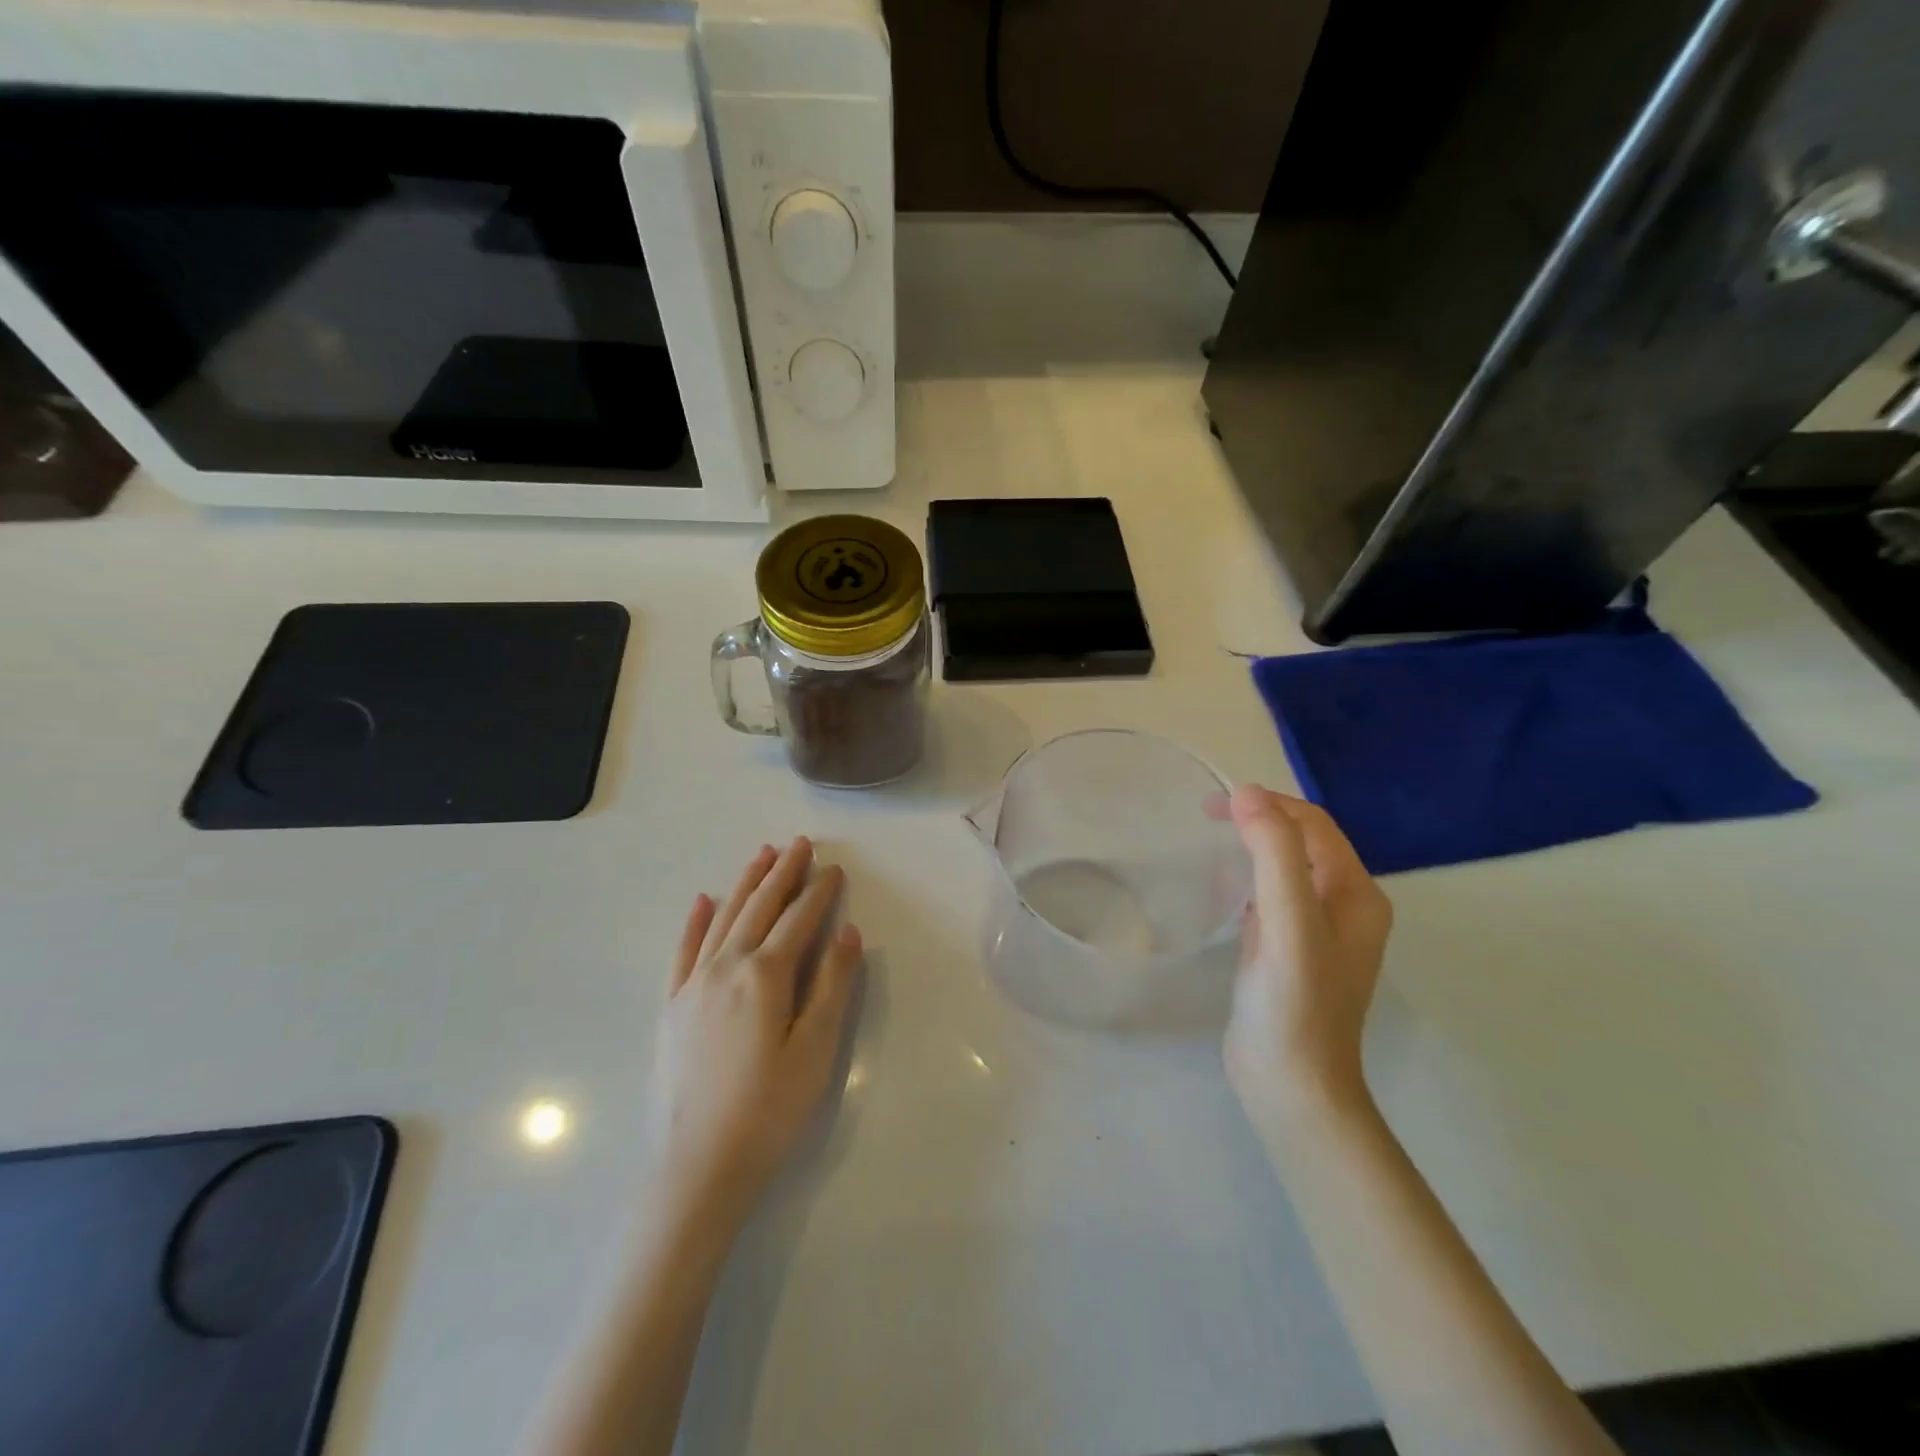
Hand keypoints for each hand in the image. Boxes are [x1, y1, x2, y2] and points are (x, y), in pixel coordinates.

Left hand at [646, 838, 862, 1228]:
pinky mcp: (671, 1007)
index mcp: (765, 976)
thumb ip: (833, 986)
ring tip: (762, 855)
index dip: (819, 892)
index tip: (834, 869)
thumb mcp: (816, 1050)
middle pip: (759, 908)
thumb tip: (847, 933)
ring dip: (744, 884)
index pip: (798, 920)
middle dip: (782, 873)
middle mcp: (725, 967)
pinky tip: (702, 901)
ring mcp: (692, 985)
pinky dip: (694, 922)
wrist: (697, 1169)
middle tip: (800, 844)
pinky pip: (683, 951)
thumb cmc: (769, 1111)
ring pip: (723, 919)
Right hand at [1221, 786, 1392, 1132]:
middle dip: (1259, 819)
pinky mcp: (1290, 952)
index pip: (1315, 825)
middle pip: (1303, 842)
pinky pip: (1272, 898)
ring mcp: (1318, 932)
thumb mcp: (1289, 922)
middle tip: (1206, 816)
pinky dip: (1248, 879)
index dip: (1268, 804)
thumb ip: (1275, 855)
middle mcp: (1345, 907)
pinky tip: (1220, 887)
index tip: (1214, 805)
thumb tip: (1248, 794)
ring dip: (1253, 846)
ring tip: (1211, 840)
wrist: (1292, 1087)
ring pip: (1287, 868)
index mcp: (1357, 895)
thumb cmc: (1294, 1004)